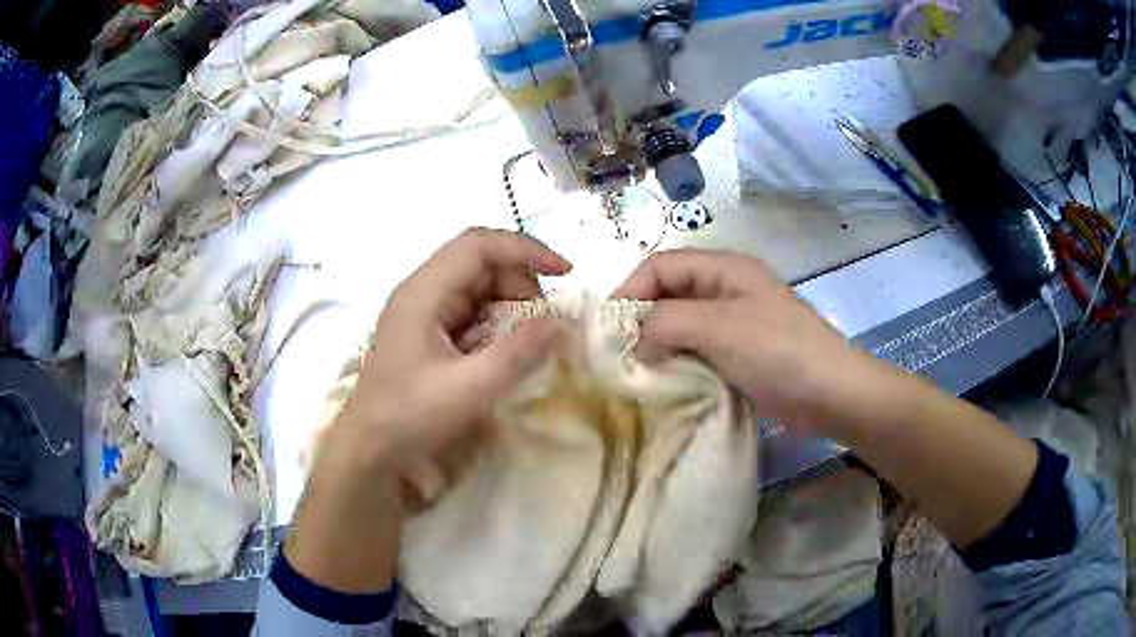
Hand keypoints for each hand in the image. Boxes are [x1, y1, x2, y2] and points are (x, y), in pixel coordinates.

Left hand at [338, 227, 571, 471]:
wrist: (370, 450)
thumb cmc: (410, 417)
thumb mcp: (469, 389)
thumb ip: (517, 354)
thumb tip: (561, 322)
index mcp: (423, 293)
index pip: (478, 245)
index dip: (525, 250)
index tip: (565, 273)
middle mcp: (422, 293)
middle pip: (480, 263)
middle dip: (520, 284)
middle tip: (544, 323)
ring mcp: (423, 313)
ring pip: (478, 287)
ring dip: (510, 306)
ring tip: (526, 342)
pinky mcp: (428, 333)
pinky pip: (470, 313)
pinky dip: (496, 325)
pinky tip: (502, 354)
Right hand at [613, 249, 870, 431]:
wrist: (830, 394)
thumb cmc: (779, 351)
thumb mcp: (721, 327)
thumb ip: (669, 321)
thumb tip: (635, 339)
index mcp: (724, 269)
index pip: (661, 266)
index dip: (630, 290)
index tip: (606, 329)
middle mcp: (725, 290)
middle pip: (669, 294)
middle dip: (640, 320)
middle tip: (617, 355)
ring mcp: (733, 324)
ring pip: (680, 325)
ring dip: (657, 344)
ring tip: (634, 372)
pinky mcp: (738, 355)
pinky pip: (696, 351)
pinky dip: (676, 363)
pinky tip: (662, 383)